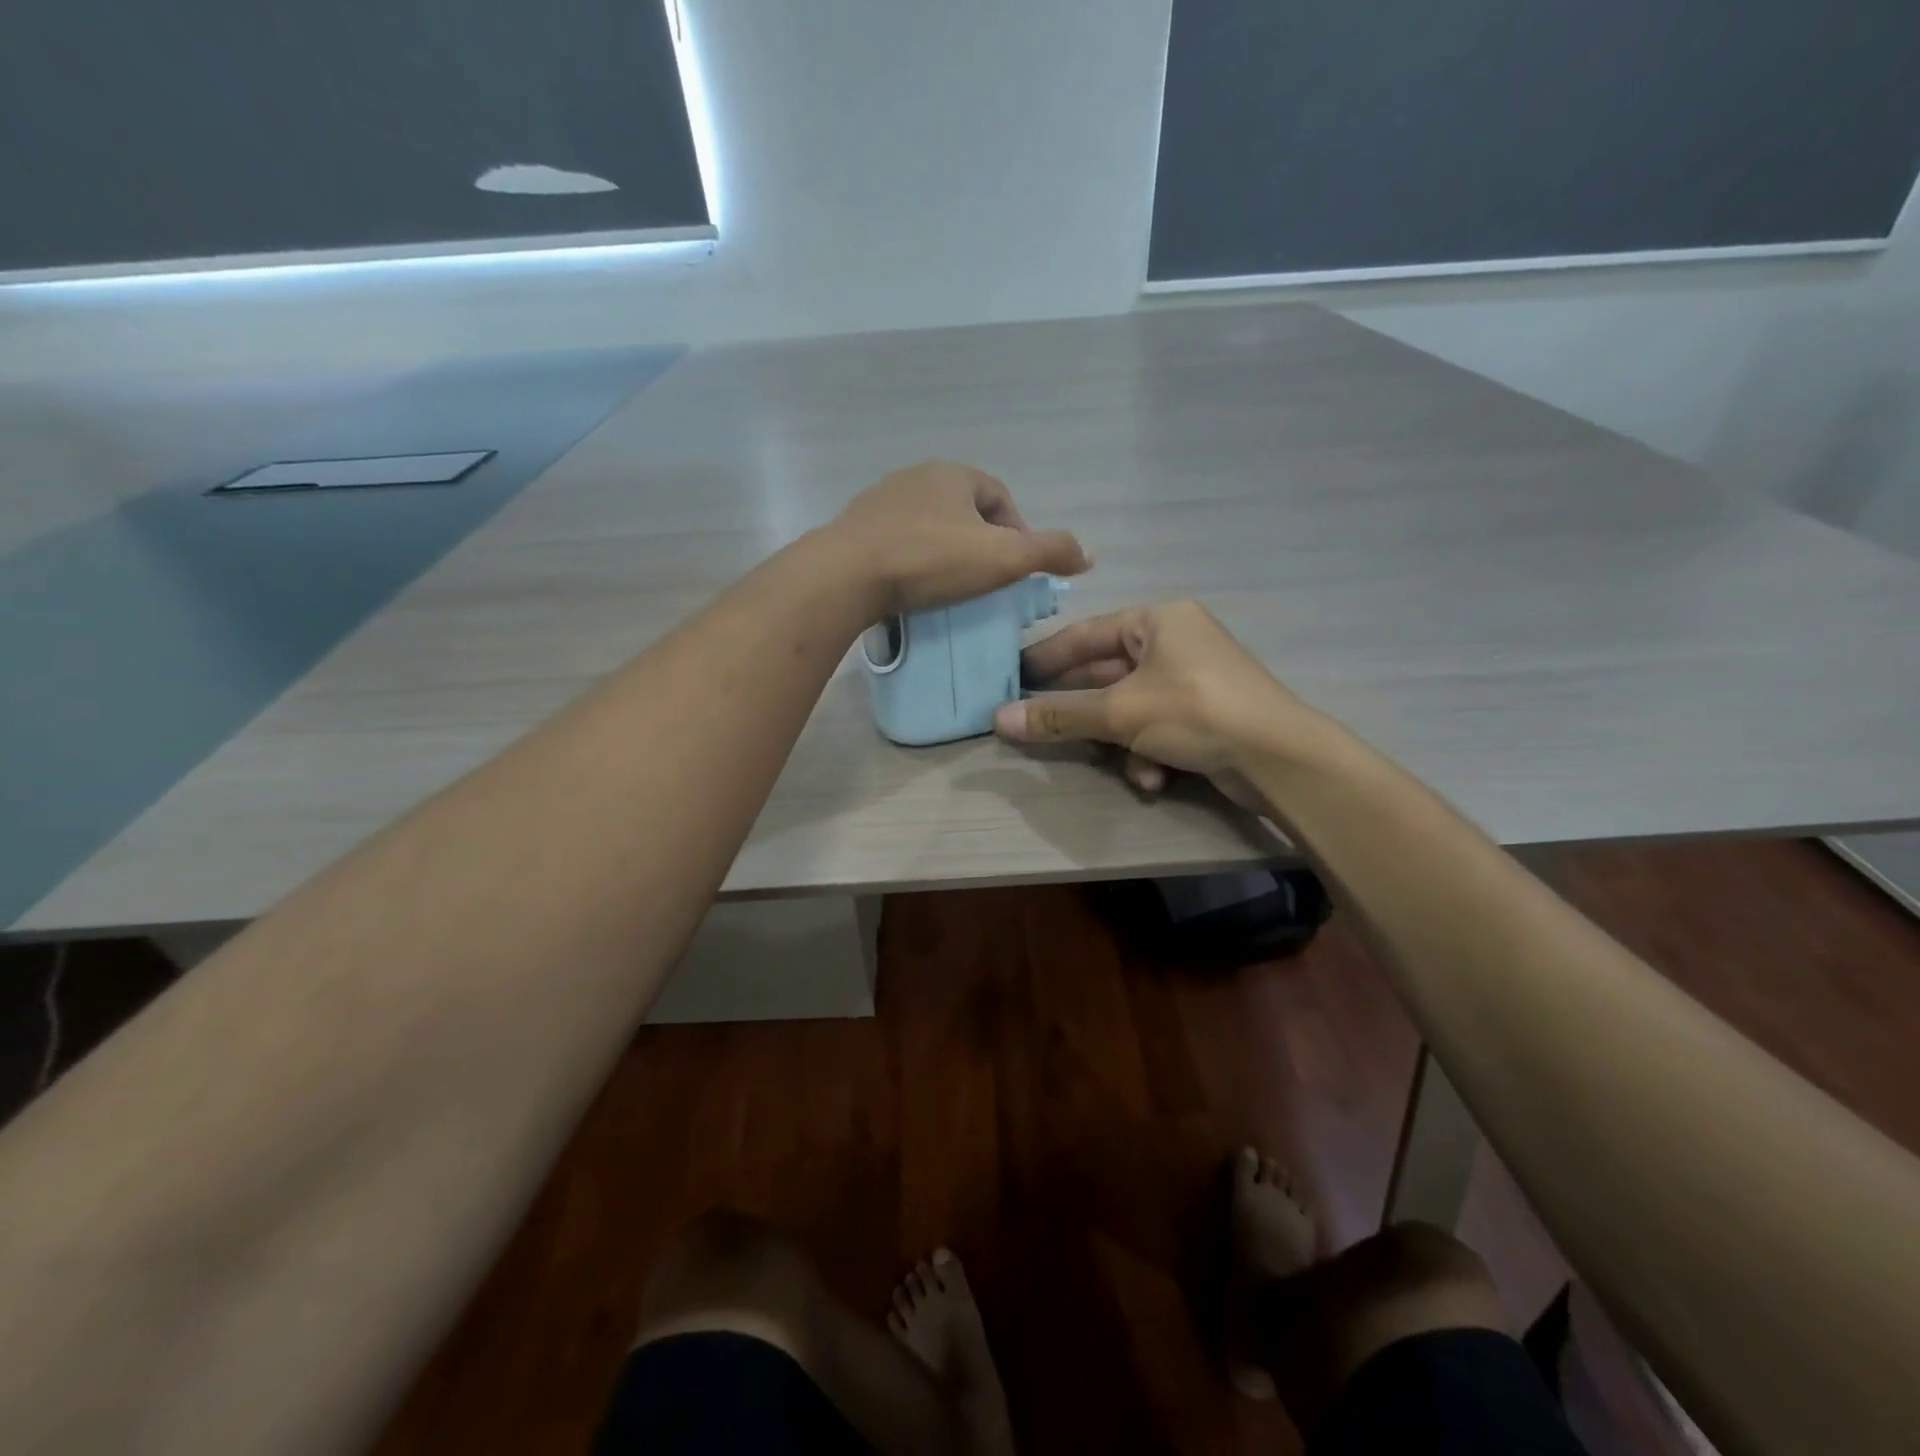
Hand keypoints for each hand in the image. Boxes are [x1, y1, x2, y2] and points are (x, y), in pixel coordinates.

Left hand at [831, 461, 1088, 616]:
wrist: (847, 574)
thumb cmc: (931, 560)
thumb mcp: (1004, 558)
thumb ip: (1050, 552)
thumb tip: (1090, 555)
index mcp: (954, 474)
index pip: (1000, 497)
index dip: (1017, 530)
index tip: (1018, 569)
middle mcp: (916, 477)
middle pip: (963, 510)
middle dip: (981, 541)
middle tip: (988, 581)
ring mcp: (880, 501)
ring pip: (928, 526)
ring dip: (945, 552)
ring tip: (951, 589)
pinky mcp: (855, 529)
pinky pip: (897, 543)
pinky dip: (913, 561)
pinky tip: (913, 589)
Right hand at [994, 600, 1322, 803]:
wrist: (1278, 758)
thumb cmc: (1194, 712)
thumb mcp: (1120, 713)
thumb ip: (1060, 715)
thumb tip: (1000, 719)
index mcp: (1157, 620)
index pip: (1085, 634)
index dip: (1045, 658)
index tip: (1010, 677)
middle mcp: (1174, 642)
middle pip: (1106, 674)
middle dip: (1081, 710)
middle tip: (1037, 726)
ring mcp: (1192, 679)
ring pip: (1130, 707)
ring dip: (1118, 741)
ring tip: (1113, 762)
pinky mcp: (1205, 714)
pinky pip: (1157, 727)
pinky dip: (1148, 752)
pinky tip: (1153, 778)